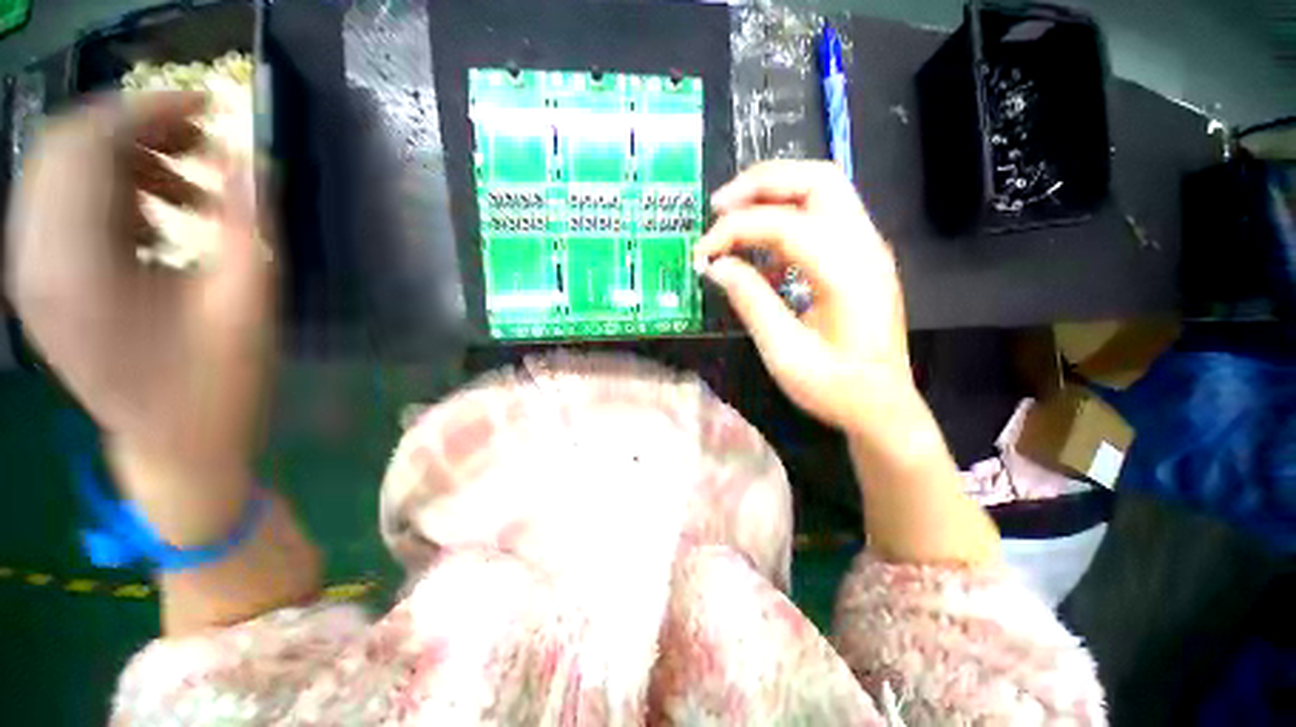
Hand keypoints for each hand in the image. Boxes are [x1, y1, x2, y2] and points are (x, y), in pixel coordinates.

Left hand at [5, 93, 271, 474]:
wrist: (177, 450)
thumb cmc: (219, 386)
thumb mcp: (247, 304)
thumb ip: (246, 222)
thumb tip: (250, 155)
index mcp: (75, 266)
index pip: (90, 143)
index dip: (149, 109)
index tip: (209, 106)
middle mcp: (34, 260)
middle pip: (65, 149)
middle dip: (136, 128)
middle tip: (203, 143)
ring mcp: (32, 275)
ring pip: (61, 175)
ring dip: (125, 161)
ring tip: (188, 188)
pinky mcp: (42, 286)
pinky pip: (63, 208)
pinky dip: (110, 193)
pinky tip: (157, 219)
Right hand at [695, 160, 910, 433]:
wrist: (883, 408)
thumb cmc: (836, 389)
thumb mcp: (785, 354)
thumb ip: (751, 303)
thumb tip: (716, 266)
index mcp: (848, 272)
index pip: (784, 224)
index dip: (734, 230)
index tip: (701, 254)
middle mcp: (865, 245)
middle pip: (816, 179)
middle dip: (760, 184)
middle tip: (718, 206)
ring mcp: (867, 248)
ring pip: (822, 189)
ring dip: (774, 192)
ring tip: (732, 215)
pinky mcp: (860, 258)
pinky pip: (823, 216)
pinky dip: (787, 217)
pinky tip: (762, 248)